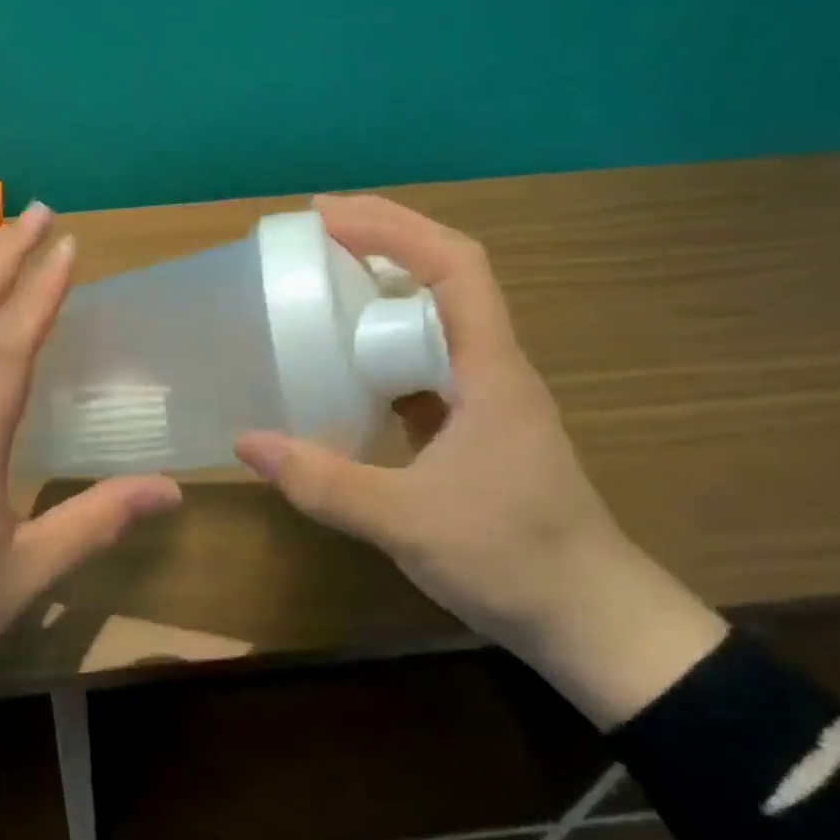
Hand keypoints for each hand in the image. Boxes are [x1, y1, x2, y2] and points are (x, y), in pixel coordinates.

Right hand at [234, 194, 726, 727]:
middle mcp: (490, 368)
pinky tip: (342, 364)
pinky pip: (422, 364)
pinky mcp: (471, 427)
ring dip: (381, 290)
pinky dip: (380, 346)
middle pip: (445, 276)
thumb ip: (324, 482)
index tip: (326, 217)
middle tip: (311, 239)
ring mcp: (483, 398)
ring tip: (320, 286)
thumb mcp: (407, 521)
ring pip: (433, 319)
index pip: (454, 266)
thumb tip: (246, 442)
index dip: (392, 228)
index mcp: (489, 370)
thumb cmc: (514, 559)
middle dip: (381, 242)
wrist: (593, 622)